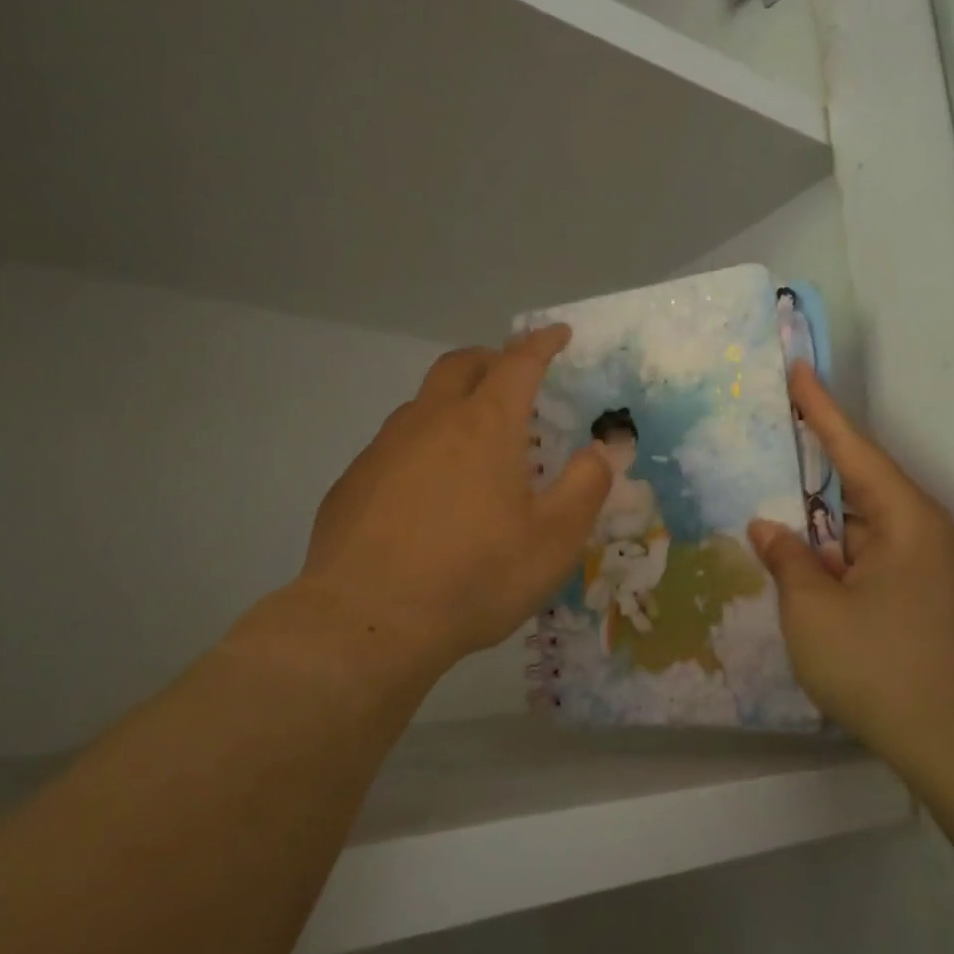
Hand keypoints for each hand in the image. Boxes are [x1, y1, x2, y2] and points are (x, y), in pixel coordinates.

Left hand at [287, 326, 610, 674]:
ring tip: (471, 442)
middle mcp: (430, 421)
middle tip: (511, 376)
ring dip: (452, 404)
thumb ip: (584, 487)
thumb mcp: (552, 541)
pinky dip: (421, 447)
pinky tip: (425, 493)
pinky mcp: (353, 480)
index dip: (542, 343)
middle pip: (461, 366)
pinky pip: (394, 446)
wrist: (367, 621)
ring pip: (422, 404)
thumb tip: (599, 450)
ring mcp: (384, 448)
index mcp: (485, 426)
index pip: (519, 363)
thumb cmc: (473, 577)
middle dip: (491, 360)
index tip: (557, 333)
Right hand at [748, 364, 953, 792]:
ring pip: (862, 528)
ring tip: (771, 504)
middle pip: (860, 486)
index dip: (821, 409)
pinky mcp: (925, 599)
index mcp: (907, 520)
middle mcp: (926, 533)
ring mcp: (929, 569)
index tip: (798, 370)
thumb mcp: (814, 612)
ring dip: (820, 523)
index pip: (855, 449)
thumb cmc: (880, 669)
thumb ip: (787, 559)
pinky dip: (836, 555)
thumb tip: (769, 529)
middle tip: (769, 438)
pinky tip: (803, 562)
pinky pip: (871, 559)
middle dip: (812, 468)